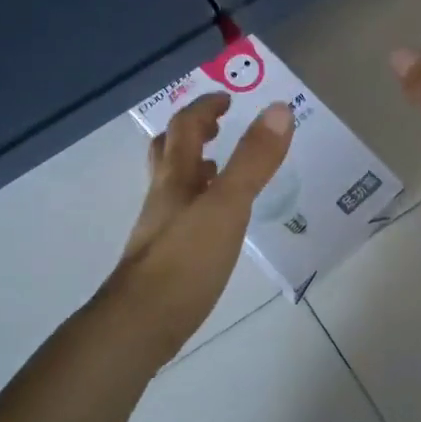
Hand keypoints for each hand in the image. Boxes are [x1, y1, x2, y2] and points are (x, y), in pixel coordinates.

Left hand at [105, 93, 294, 356]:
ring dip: (196, 169)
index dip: (205, 108)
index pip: (184, 127)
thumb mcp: (228, 205)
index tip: (227, 99)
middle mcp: (163, 197)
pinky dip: (200, 205)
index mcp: (175, 177)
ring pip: (174, 186)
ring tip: (222, 170)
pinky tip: (217, 224)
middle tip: (218, 128)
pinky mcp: (165, 258)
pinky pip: (182, 217)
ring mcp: (160, 228)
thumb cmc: (186, 259)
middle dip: (192, 134)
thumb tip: (278, 109)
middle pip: (168, 153)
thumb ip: (253, 160)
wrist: (142, 322)